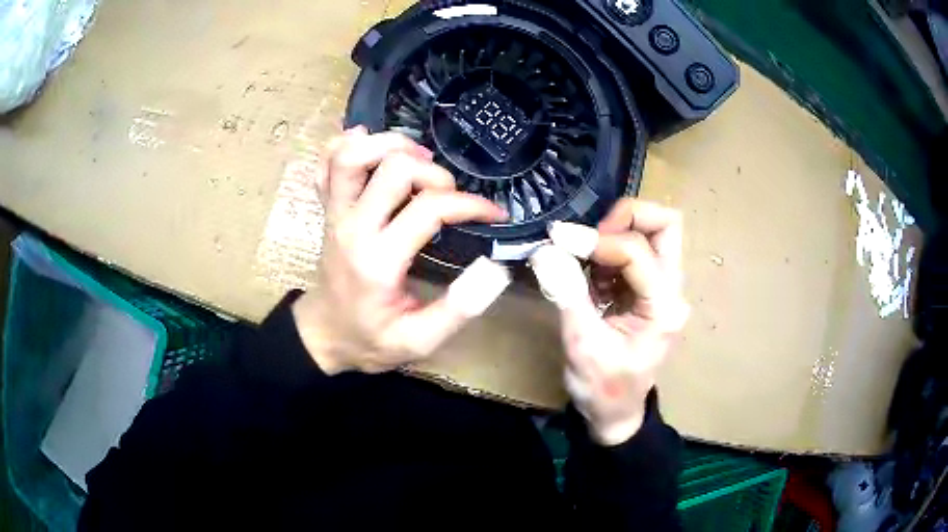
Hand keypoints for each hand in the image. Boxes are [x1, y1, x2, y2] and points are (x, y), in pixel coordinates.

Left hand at [292, 127, 507, 373]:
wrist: (324, 335)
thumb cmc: (370, 339)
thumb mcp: (418, 341)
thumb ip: (458, 309)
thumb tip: (496, 269)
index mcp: (379, 260)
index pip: (430, 208)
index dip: (471, 204)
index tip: (494, 214)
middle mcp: (353, 227)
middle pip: (393, 168)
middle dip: (435, 172)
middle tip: (450, 193)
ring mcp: (335, 213)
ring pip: (351, 154)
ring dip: (390, 146)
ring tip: (417, 161)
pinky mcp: (327, 208)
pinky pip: (327, 162)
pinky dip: (348, 145)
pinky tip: (372, 149)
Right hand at [547, 200, 689, 445]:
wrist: (614, 414)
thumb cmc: (603, 390)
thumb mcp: (582, 346)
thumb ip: (567, 294)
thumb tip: (546, 249)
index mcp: (663, 308)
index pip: (636, 251)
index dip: (597, 239)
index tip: (558, 240)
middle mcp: (670, 290)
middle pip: (665, 225)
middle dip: (625, 217)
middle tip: (588, 235)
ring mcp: (660, 288)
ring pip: (650, 232)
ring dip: (613, 234)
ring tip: (582, 259)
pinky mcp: (644, 289)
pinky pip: (631, 250)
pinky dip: (606, 250)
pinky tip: (586, 274)